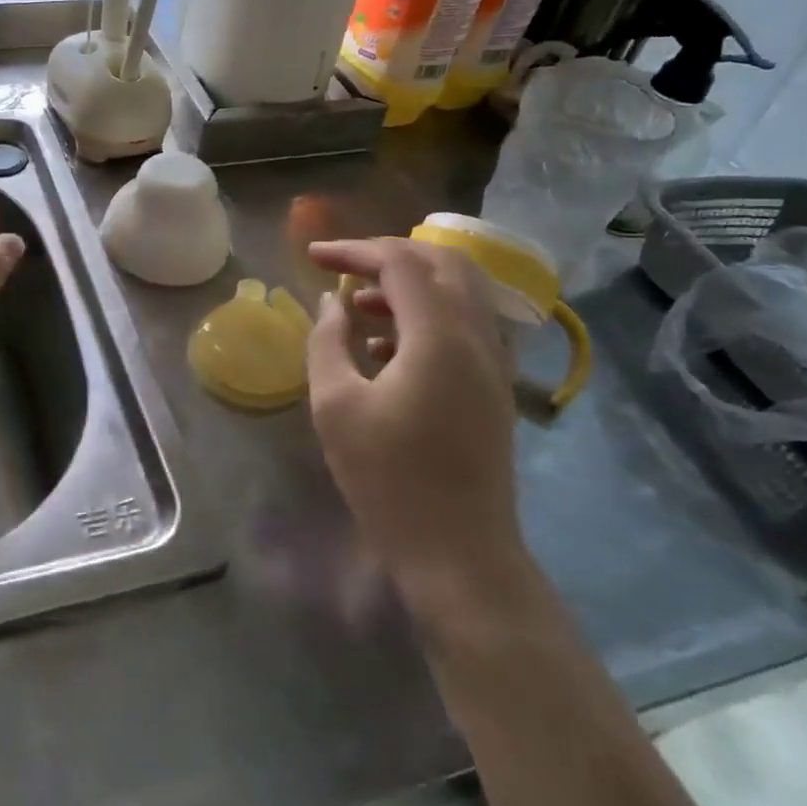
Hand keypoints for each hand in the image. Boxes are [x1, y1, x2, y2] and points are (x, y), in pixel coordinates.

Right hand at [306, 237, 530, 611]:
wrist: (459, 555)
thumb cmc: (388, 479)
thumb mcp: (336, 405)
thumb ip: (328, 340)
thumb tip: (333, 302)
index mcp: (439, 337)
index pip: (400, 262)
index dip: (354, 250)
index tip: (313, 257)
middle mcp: (477, 338)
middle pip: (442, 263)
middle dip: (388, 254)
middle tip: (343, 267)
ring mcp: (493, 364)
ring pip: (459, 292)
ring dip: (408, 284)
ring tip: (357, 305)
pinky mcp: (494, 388)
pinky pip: (463, 325)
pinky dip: (424, 315)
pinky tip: (383, 348)